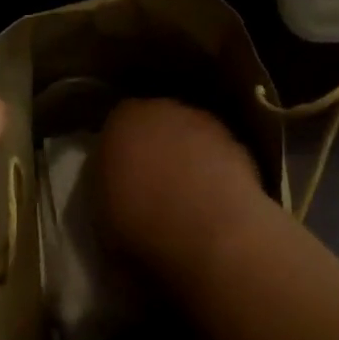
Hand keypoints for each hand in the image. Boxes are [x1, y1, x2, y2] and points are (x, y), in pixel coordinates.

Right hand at [98, 98, 269, 273]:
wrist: (211, 232)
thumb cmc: (143, 227)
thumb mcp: (103, 220)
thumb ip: (106, 190)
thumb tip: (115, 190)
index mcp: (121, 120)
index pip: (115, 129)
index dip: (118, 157)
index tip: (120, 186)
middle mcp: (161, 108)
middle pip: (153, 125)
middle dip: (153, 150)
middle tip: (153, 191)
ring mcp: (202, 120)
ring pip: (187, 135)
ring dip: (186, 158)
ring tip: (187, 201)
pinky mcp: (235, 140)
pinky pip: (216, 154)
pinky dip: (213, 171)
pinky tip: (214, 203)